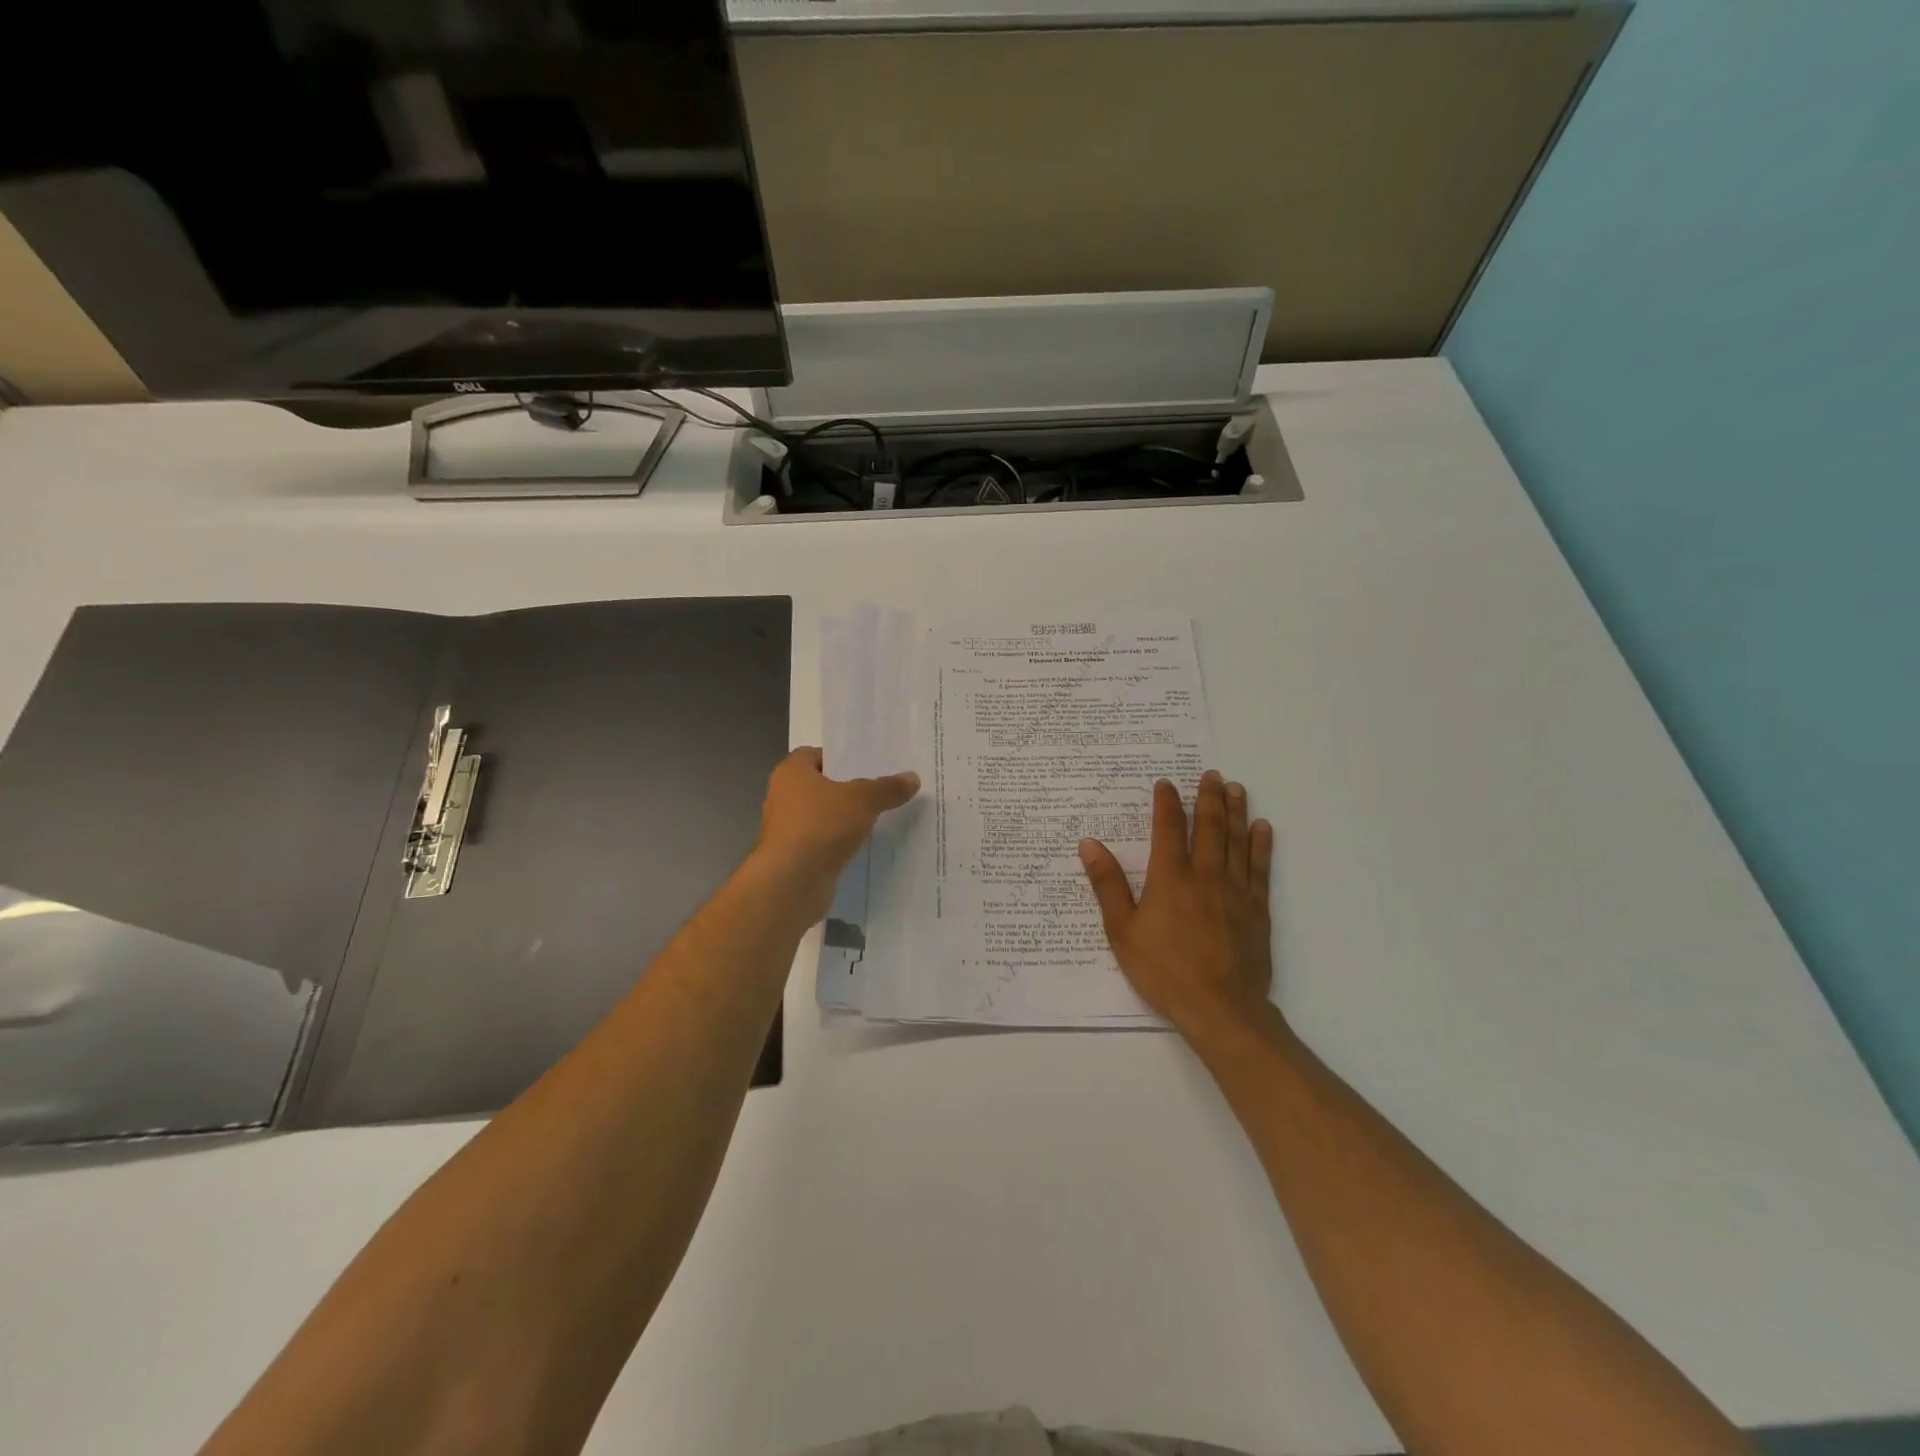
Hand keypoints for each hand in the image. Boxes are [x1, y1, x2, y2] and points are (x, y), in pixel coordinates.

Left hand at [752, 747, 918, 918]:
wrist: (791, 882)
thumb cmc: (821, 826)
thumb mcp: (863, 800)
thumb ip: (887, 788)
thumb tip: (913, 778)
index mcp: (792, 773)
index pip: (814, 754)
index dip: (839, 758)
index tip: (867, 765)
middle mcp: (783, 797)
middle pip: (820, 786)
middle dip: (847, 788)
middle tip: (880, 789)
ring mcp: (787, 829)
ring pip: (822, 815)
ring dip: (844, 818)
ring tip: (878, 817)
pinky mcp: (794, 856)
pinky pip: (822, 841)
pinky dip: (838, 842)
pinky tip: (863, 845)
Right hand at [1079, 770, 1274, 1040]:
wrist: (1219, 1008)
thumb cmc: (1163, 970)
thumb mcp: (1122, 930)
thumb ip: (1108, 885)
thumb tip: (1090, 844)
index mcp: (1170, 878)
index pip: (1168, 829)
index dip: (1167, 803)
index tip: (1166, 783)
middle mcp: (1205, 875)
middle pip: (1208, 827)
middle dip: (1208, 798)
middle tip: (1210, 774)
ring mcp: (1235, 891)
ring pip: (1237, 841)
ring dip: (1236, 812)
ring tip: (1235, 788)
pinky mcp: (1257, 910)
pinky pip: (1260, 869)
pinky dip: (1261, 845)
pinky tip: (1262, 828)